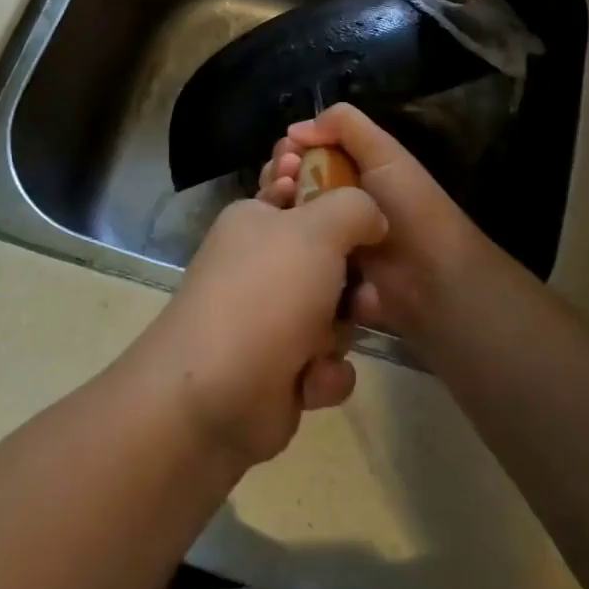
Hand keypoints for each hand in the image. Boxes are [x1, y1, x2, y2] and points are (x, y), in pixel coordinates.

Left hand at [125, 189, 387, 467]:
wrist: (216, 394)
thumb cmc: (266, 294)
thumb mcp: (317, 229)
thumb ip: (355, 208)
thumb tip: (372, 218)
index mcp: (255, 221)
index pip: (298, 195)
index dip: (332, 202)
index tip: (363, 217)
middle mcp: (260, 267)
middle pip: (329, 260)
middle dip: (351, 282)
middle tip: (360, 294)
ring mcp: (269, 320)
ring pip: (335, 314)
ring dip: (340, 332)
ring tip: (326, 345)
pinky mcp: (280, 372)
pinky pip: (326, 364)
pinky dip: (324, 375)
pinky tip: (309, 382)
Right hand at [259, 104, 499, 345]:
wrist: (430, 281)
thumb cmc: (411, 210)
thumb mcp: (386, 155)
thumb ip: (347, 126)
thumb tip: (294, 129)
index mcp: (349, 173)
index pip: (304, 155)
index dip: (289, 151)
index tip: (284, 155)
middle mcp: (332, 203)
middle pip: (288, 184)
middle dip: (277, 177)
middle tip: (282, 181)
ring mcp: (323, 240)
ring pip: (284, 218)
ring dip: (275, 208)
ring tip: (280, 205)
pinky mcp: (316, 274)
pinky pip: (289, 256)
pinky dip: (279, 246)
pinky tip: (276, 238)